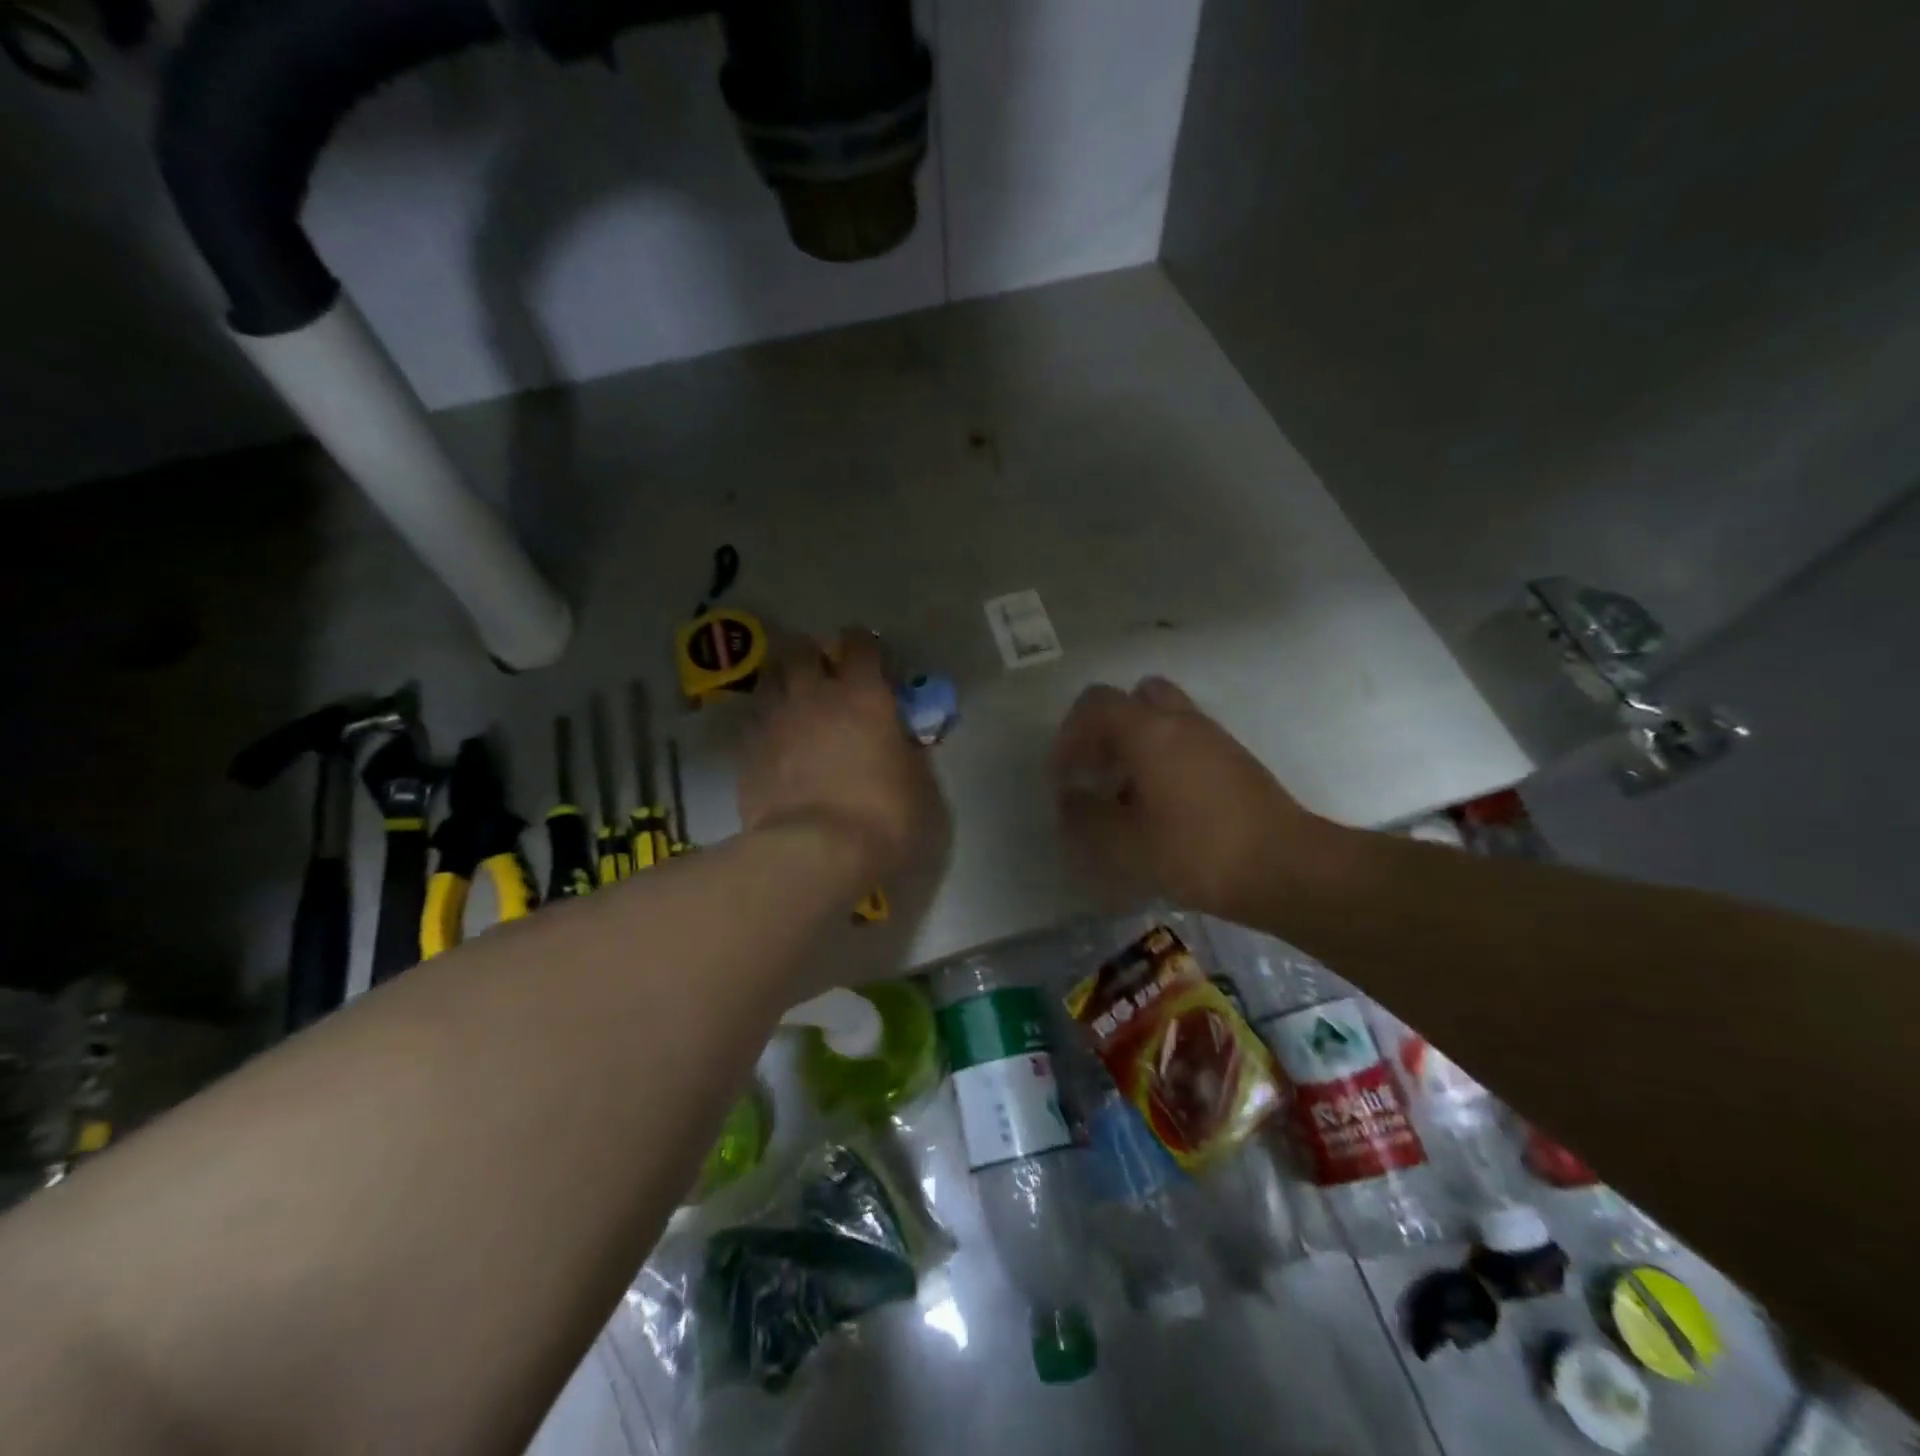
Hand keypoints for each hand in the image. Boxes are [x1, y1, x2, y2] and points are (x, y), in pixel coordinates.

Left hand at [738, 630, 943, 886]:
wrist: (815, 853)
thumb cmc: (883, 817)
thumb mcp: (920, 786)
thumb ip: (908, 753)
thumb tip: (900, 741)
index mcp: (864, 696)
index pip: (861, 645)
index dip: (865, 644)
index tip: (868, 654)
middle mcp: (815, 696)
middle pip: (801, 649)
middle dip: (811, 653)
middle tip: (821, 671)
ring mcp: (775, 722)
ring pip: (769, 679)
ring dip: (782, 682)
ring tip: (792, 700)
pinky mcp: (747, 753)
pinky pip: (753, 722)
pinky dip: (765, 723)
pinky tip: (774, 742)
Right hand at [1051, 677, 1342, 921]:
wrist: (1286, 868)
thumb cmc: (1197, 852)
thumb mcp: (1126, 845)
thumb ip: (1087, 818)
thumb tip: (1069, 799)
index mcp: (1149, 731)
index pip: (1096, 703)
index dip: (1069, 733)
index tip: (1064, 773)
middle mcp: (1182, 722)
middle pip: (1134, 698)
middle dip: (1107, 728)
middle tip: (1098, 768)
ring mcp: (1214, 738)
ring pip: (1163, 719)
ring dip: (1136, 744)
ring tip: (1126, 793)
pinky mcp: (1236, 760)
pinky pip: (1187, 741)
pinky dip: (1164, 758)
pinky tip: (1162, 806)